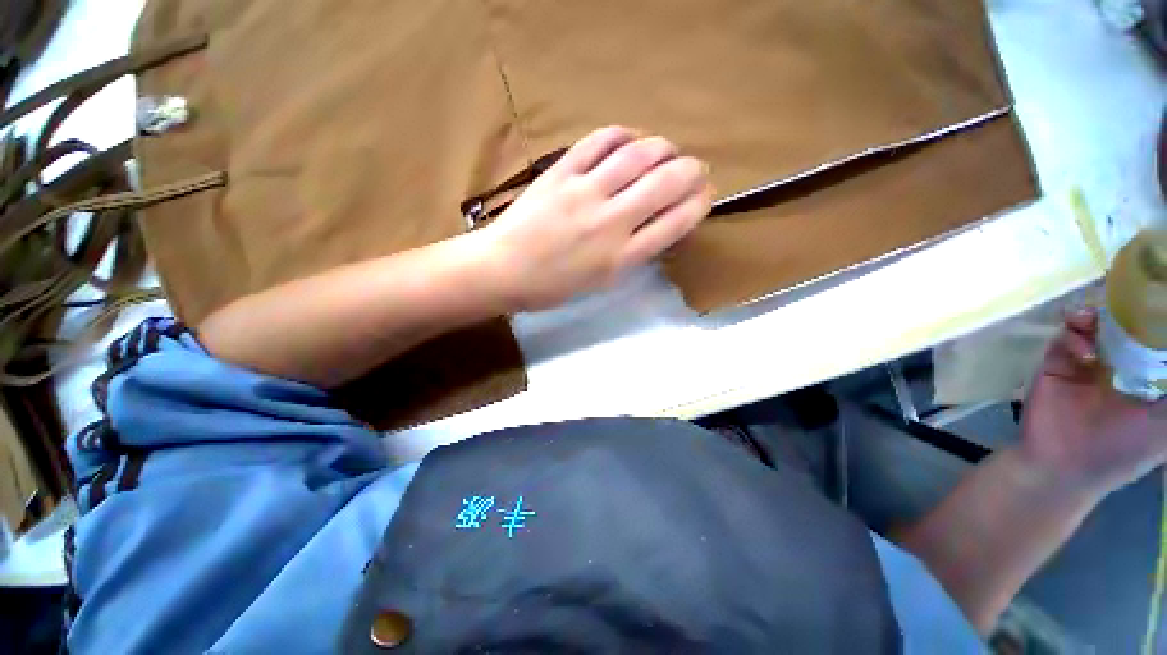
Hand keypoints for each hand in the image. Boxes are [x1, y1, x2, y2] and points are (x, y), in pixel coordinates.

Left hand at [476, 126, 712, 310]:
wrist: (503, 270)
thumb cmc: (553, 285)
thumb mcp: (601, 282)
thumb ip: (633, 253)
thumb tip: (661, 222)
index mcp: (621, 258)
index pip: (676, 221)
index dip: (699, 203)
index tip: (705, 194)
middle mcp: (610, 222)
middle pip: (666, 182)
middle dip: (692, 170)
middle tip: (696, 169)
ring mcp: (584, 192)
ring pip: (639, 154)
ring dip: (664, 148)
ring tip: (668, 151)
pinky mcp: (561, 172)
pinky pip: (600, 141)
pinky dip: (623, 134)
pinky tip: (631, 139)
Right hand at [1020, 308, 1166, 495]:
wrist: (1062, 465)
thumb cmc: (1123, 450)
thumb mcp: (1164, 426)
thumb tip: (1166, 356)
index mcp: (1149, 376)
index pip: (1155, 338)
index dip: (1156, 320)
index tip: (1156, 303)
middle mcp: (1121, 364)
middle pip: (1126, 325)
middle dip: (1127, 310)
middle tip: (1128, 300)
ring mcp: (1086, 362)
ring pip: (1094, 324)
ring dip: (1095, 316)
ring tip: (1093, 319)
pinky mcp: (1056, 362)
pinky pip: (1065, 337)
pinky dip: (1073, 336)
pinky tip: (1082, 352)